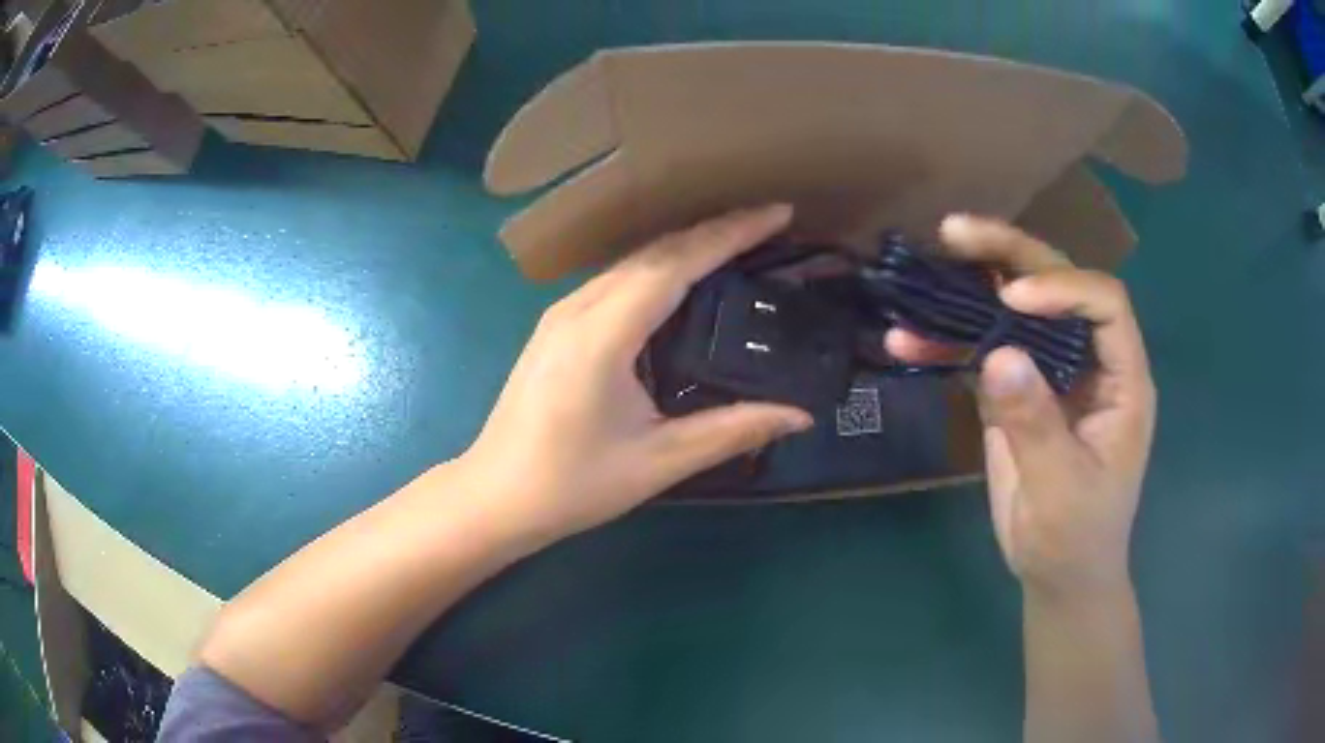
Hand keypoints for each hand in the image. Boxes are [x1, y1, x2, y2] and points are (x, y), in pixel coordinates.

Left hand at [458, 205, 812, 546]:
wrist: (496, 497)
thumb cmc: (573, 484)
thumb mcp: (658, 461)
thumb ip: (732, 431)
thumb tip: (801, 416)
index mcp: (602, 334)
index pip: (675, 263)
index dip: (730, 233)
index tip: (776, 212)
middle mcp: (579, 309)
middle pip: (655, 252)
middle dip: (715, 230)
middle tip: (769, 224)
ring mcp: (561, 314)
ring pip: (633, 261)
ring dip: (686, 245)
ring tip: (738, 242)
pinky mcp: (556, 327)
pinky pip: (616, 280)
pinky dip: (659, 268)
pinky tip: (684, 280)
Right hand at [887, 215, 1155, 597]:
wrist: (1057, 573)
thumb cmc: (1076, 537)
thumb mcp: (1061, 488)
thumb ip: (1036, 423)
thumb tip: (998, 355)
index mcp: (1122, 379)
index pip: (1104, 303)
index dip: (1063, 287)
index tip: (1014, 298)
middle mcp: (1089, 361)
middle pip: (1057, 286)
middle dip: (1010, 255)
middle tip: (956, 232)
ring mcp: (1051, 373)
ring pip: (1016, 308)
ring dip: (972, 286)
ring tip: (927, 263)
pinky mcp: (1018, 391)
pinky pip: (985, 350)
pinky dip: (949, 343)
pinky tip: (908, 340)